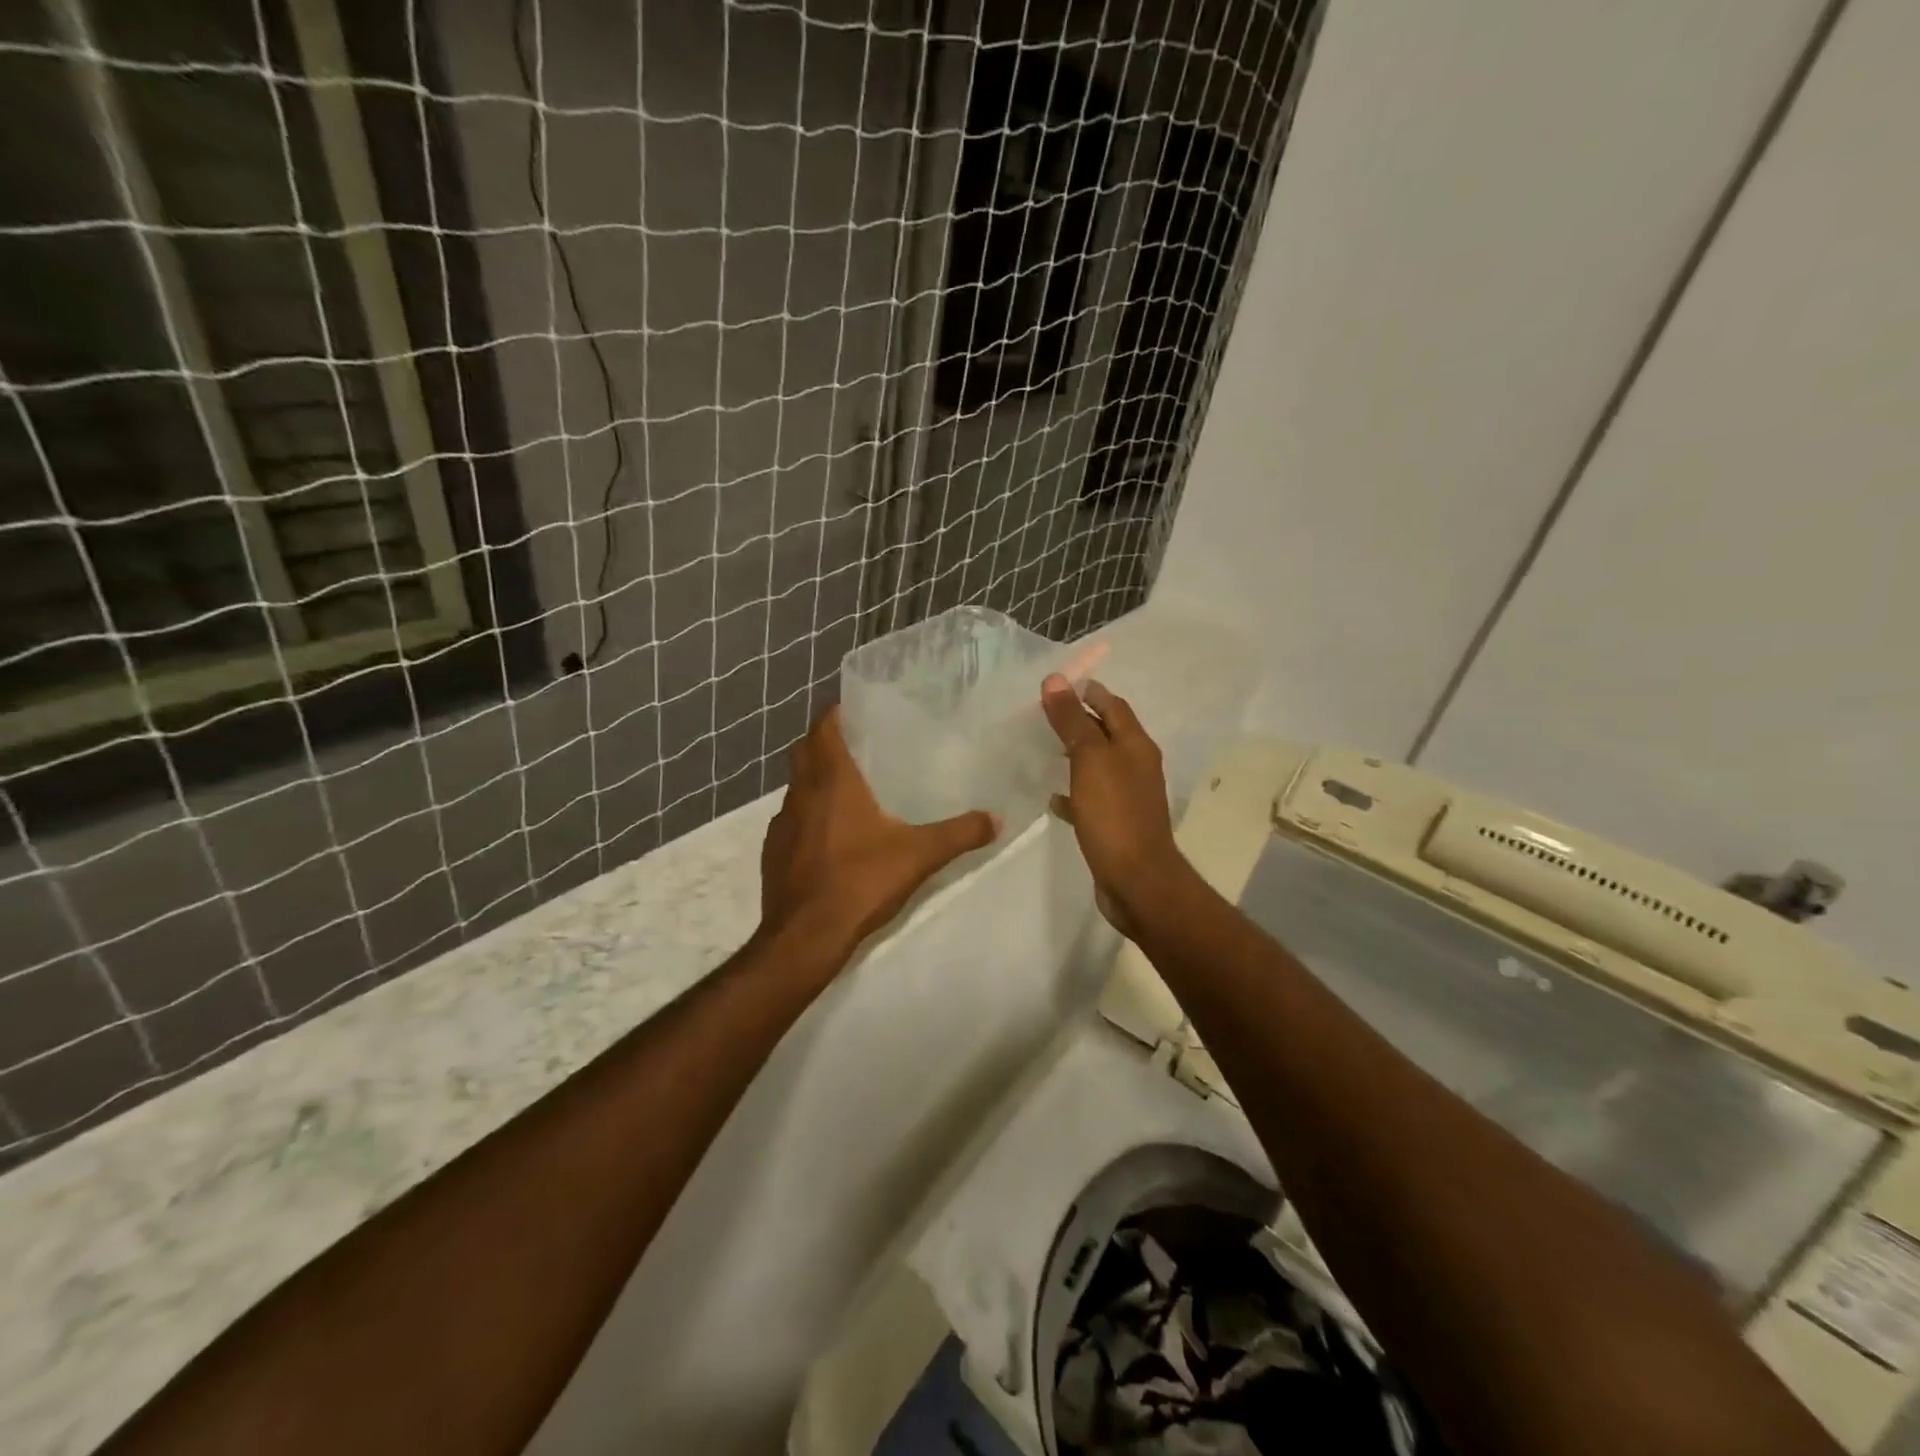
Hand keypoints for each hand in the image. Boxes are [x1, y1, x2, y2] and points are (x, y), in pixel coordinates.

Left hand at [759, 706, 998, 963]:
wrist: (805, 937)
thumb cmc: (860, 882)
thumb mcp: (919, 856)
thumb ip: (959, 834)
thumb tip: (997, 818)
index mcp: (831, 781)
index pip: (824, 728)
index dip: (836, 713)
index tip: (856, 708)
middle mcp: (800, 794)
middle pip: (806, 752)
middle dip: (826, 741)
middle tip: (859, 743)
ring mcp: (781, 823)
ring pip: (797, 787)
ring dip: (816, 779)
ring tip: (848, 788)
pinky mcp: (773, 852)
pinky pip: (792, 819)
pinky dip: (808, 815)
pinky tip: (830, 836)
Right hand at [1040, 674, 1187, 935]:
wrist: (1137, 881)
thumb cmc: (1115, 815)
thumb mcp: (1090, 760)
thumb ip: (1073, 721)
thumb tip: (1056, 680)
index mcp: (1136, 745)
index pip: (1112, 705)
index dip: (1087, 691)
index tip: (1056, 684)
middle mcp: (1137, 766)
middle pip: (1107, 733)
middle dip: (1079, 721)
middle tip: (1043, 714)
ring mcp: (1128, 797)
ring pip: (1098, 765)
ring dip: (1075, 755)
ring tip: (1043, 749)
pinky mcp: (1116, 824)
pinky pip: (1091, 798)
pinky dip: (1073, 792)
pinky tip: (1052, 797)